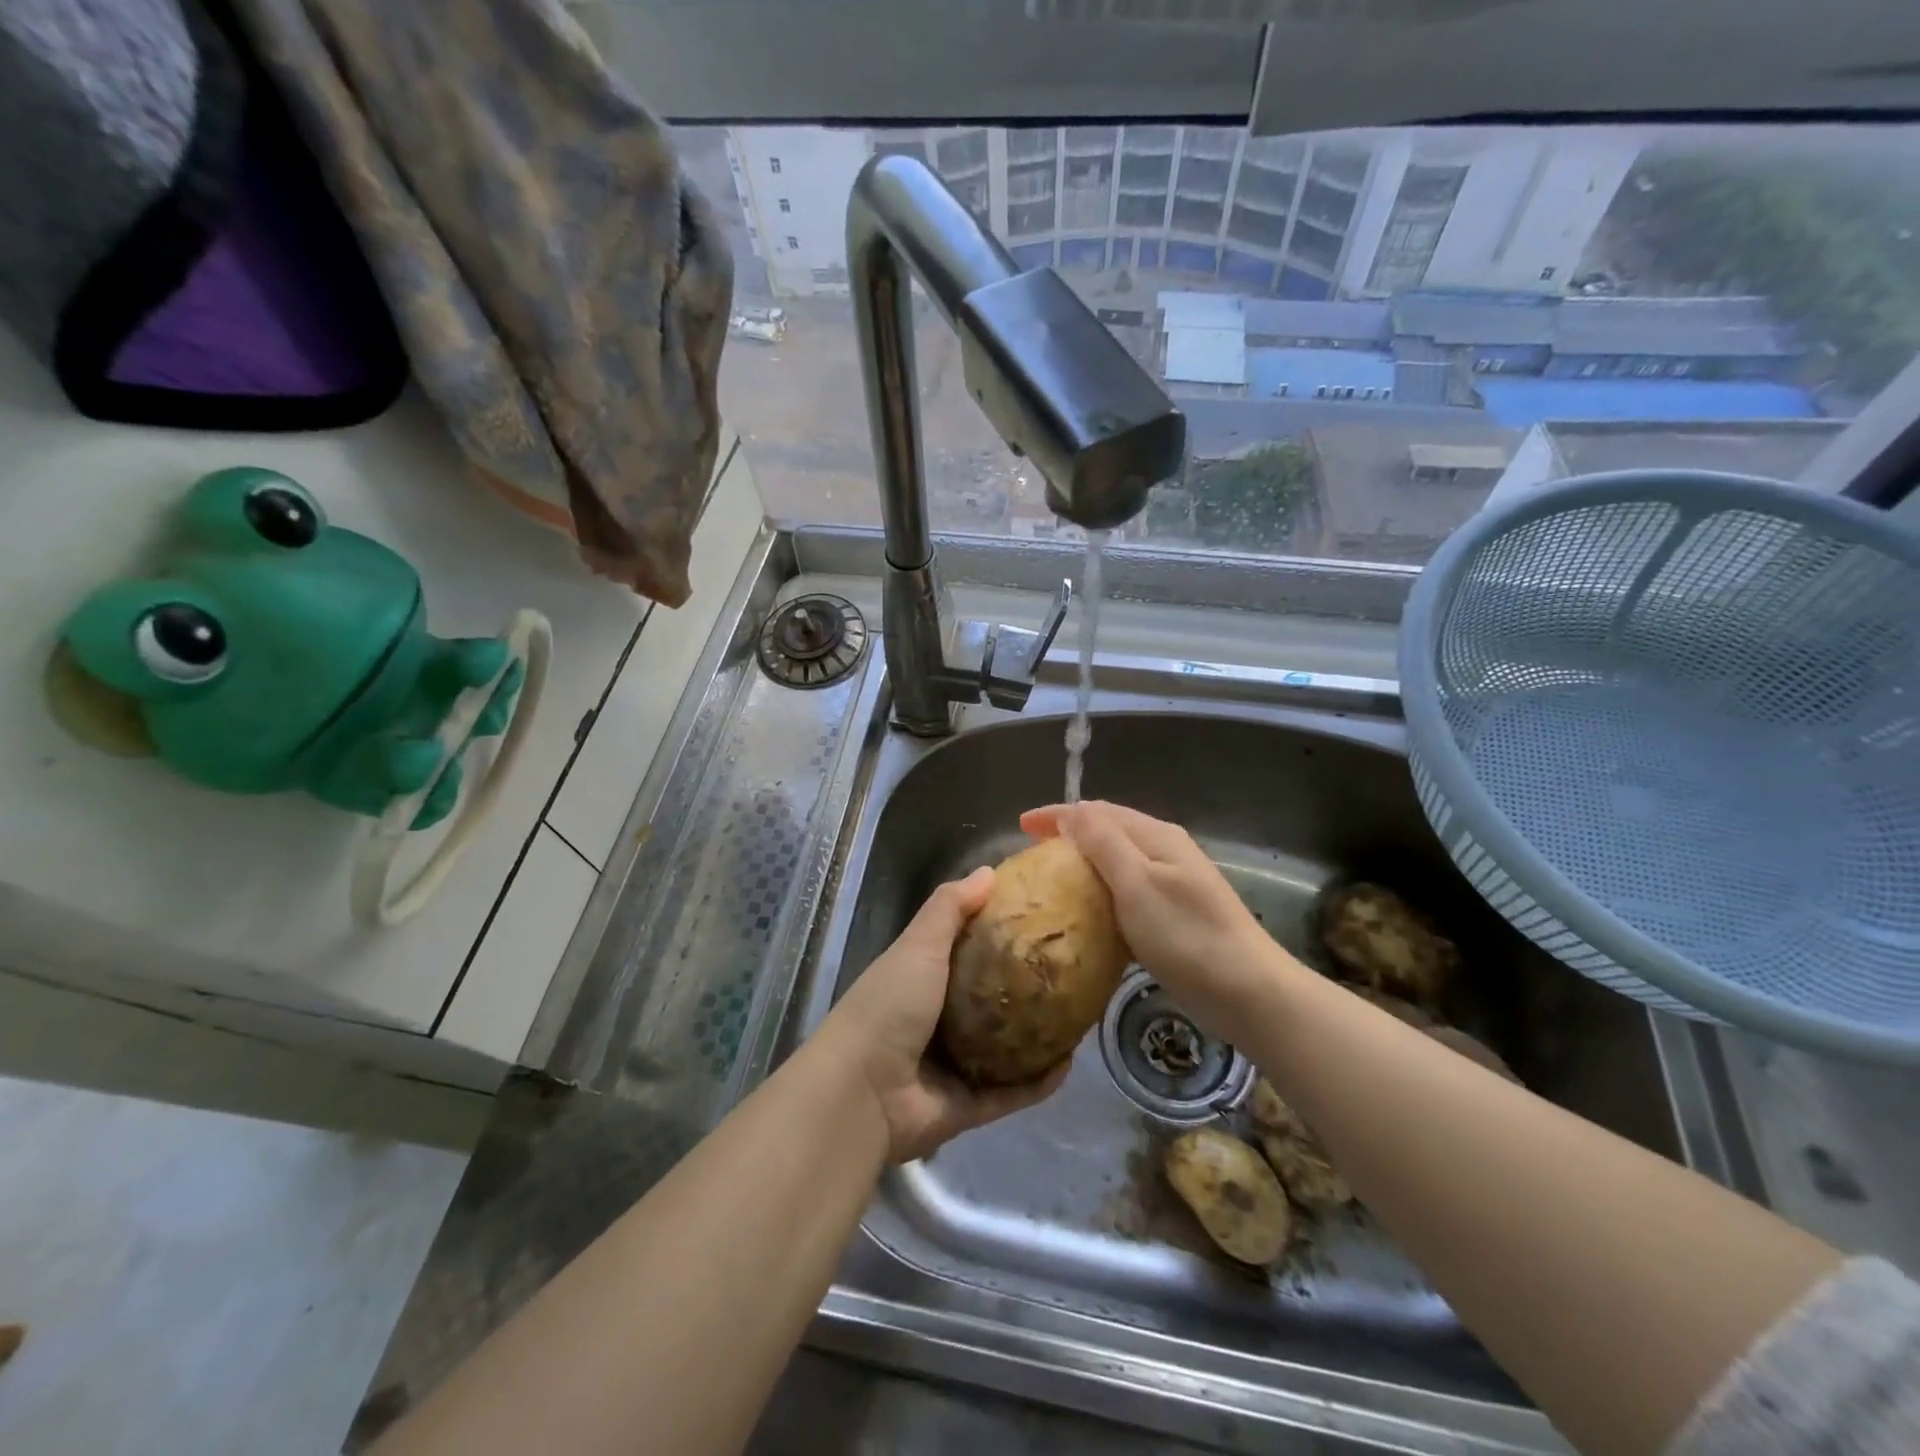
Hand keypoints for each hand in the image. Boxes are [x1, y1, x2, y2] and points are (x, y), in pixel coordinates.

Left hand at [812, 867, 1068, 1163]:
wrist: (862, 1092)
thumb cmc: (889, 1005)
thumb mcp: (918, 943)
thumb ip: (950, 907)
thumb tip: (989, 871)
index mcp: (924, 977)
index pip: (968, 949)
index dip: (1000, 932)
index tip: (1041, 916)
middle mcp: (940, 1019)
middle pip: (992, 997)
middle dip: (1028, 985)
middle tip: (1071, 966)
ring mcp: (955, 1064)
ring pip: (1007, 1047)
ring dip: (1040, 1034)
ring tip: (1081, 1012)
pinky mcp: (969, 1105)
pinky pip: (1013, 1092)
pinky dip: (1040, 1081)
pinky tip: (1072, 1061)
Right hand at [1020, 801, 1291, 1036]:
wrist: (1248, 991)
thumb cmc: (1186, 935)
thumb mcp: (1137, 884)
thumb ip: (1104, 843)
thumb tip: (1073, 810)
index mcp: (1156, 836)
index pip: (1098, 812)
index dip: (1058, 815)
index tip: (1020, 826)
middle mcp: (1165, 850)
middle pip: (1109, 830)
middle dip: (1068, 834)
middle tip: (1032, 852)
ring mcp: (1174, 882)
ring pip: (1118, 860)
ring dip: (1084, 862)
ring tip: (1053, 879)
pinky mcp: (1175, 913)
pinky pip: (1128, 889)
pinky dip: (1102, 891)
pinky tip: (1089, 912)